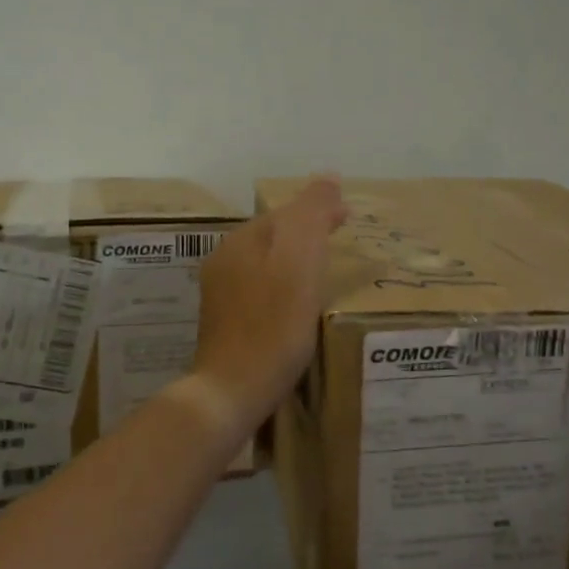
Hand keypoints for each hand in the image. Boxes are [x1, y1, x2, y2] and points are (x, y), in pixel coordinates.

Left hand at [191, 176, 347, 428]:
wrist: (232, 390)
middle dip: (306, 237)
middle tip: (340, 249)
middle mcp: (224, 260)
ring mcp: (219, 294)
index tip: (349, 222)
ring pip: (265, 265)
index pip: (287, 213)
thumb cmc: (273, 326)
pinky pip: (259, 292)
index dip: (319, 213)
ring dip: (293, 264)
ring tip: (322, 279)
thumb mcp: (300, 262)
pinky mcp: (223, 324)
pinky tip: (295, 310)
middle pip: (274, 238)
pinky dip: (281, 291)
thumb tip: (329, 178)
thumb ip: (312, 215)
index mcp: (242, 240)